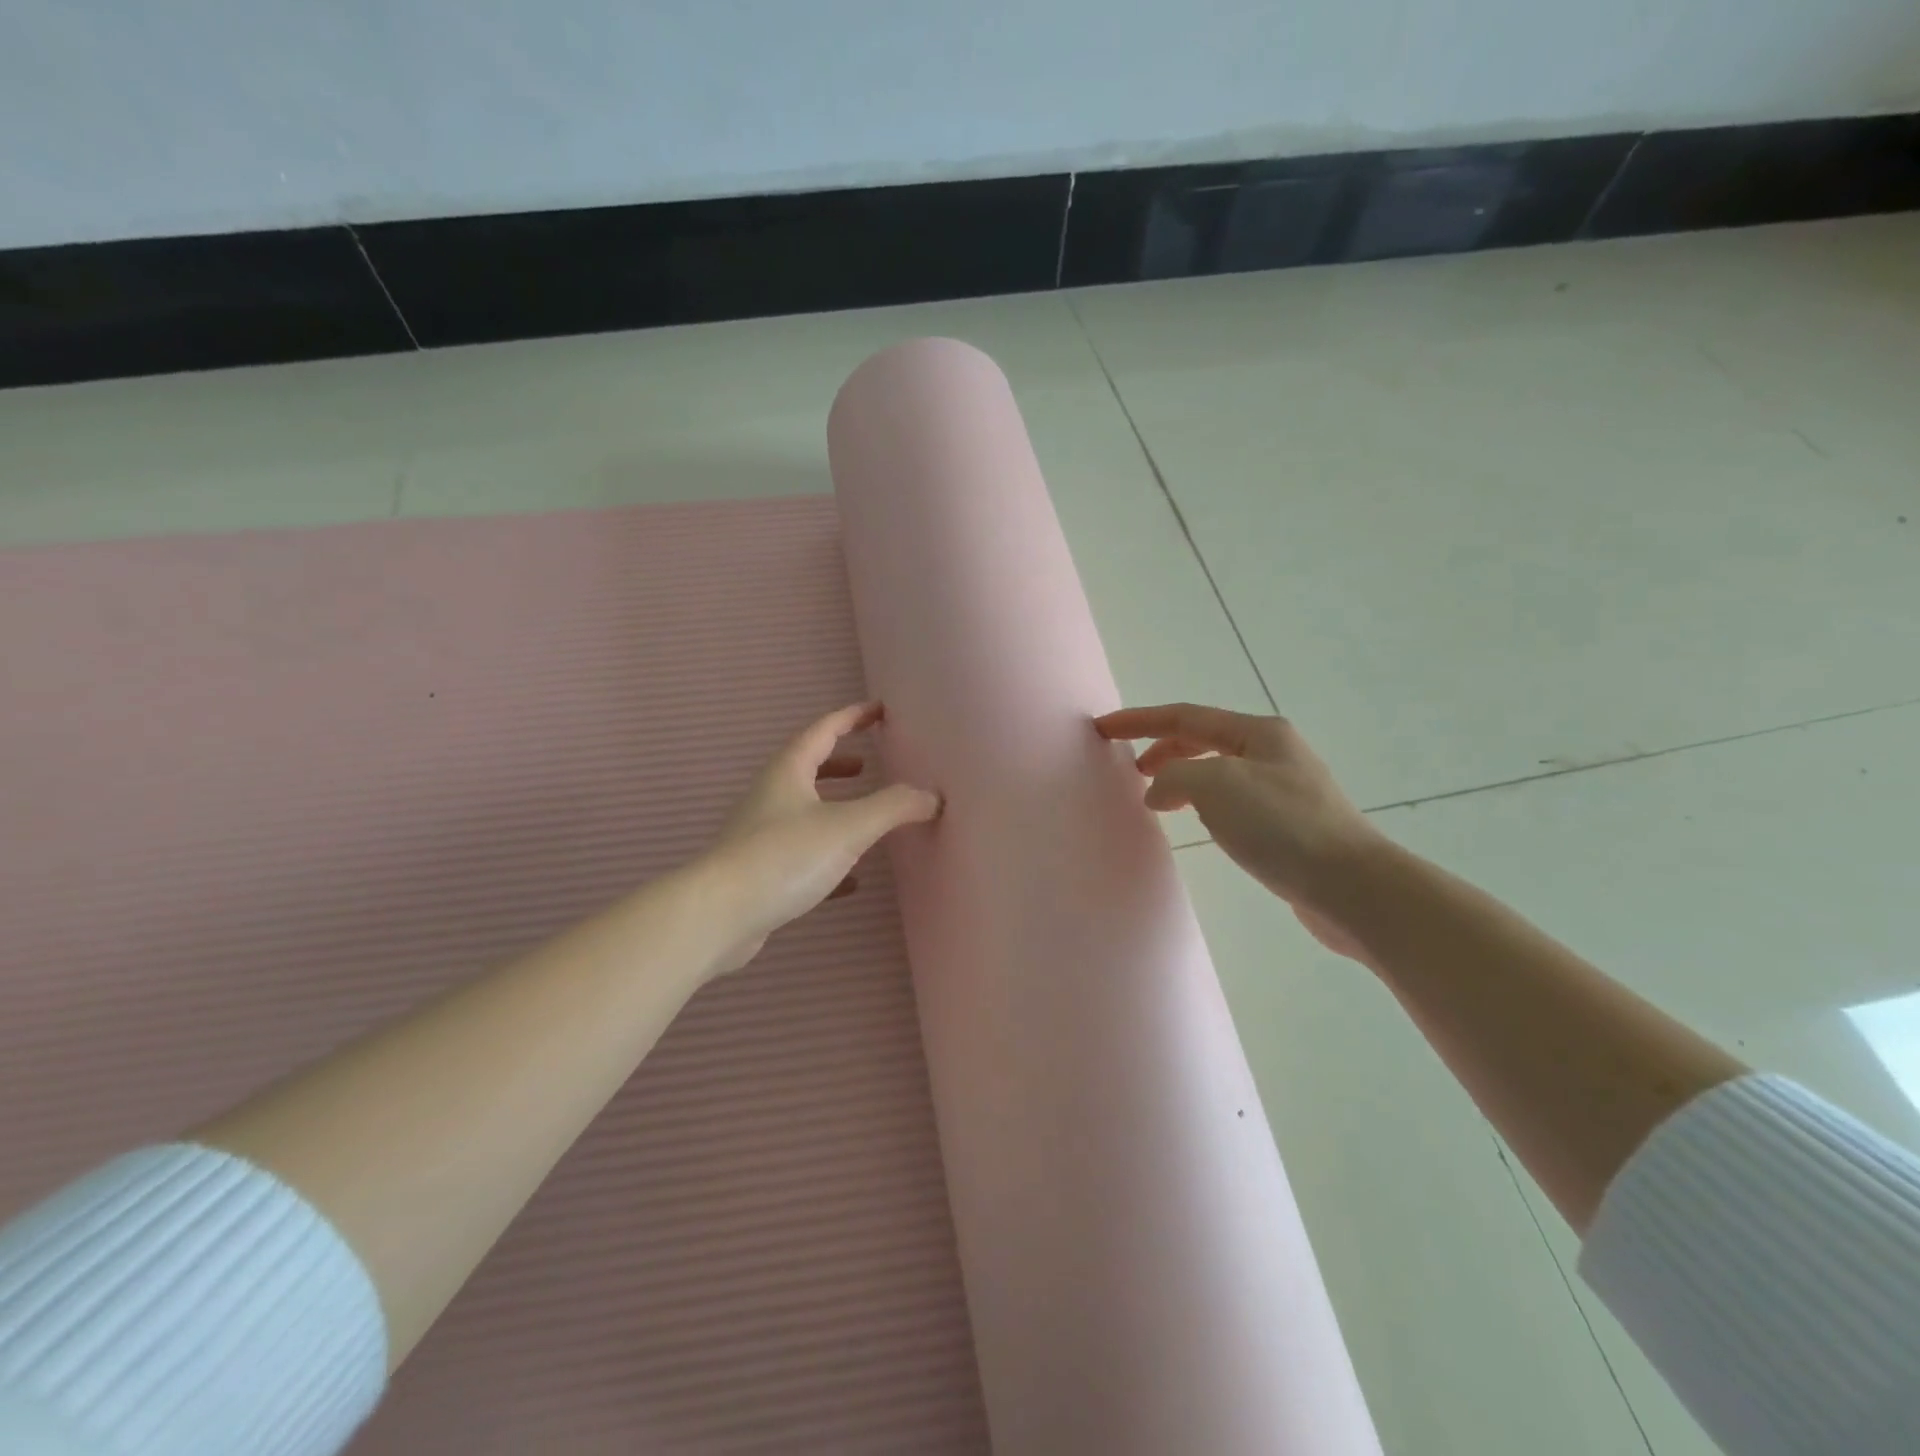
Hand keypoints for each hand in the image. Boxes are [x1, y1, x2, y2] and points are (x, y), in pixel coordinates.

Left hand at [701, 702, 940, 973]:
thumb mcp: (848, 827)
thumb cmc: (784, 857)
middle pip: (807, 768)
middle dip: (839, 764)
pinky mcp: (761, 873)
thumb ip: (894, 807)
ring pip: (804, 811)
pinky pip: (802, 854)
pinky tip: (852, 880)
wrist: (719, 915)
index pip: (823, 731)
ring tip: (864, 817)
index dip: (852, 717)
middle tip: (868, 765)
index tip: (878, 711)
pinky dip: (830, 856)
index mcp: (788, 773)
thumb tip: (932, 796)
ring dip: (834, 807)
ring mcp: (762, 836)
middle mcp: (771, 797)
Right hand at [1095, 703, 1384, 958]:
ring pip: (1217, 772)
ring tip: (1156, 799)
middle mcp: (1273, 753)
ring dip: (1182, 777)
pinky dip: (1202, 804)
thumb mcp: (1217, 786)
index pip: (1185, 717)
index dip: (1139, 721)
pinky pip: (1231, 802)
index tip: (1102, 728)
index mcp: (1258, 733)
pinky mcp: (1289, 826)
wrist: (1353, 886)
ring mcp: (1284, 789)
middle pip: (1203, 739)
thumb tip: (1159, 791)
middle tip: (1130, 770)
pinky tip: (1198, 824)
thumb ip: (1175, 776)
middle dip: (1162, 748)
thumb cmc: (1283, 825)